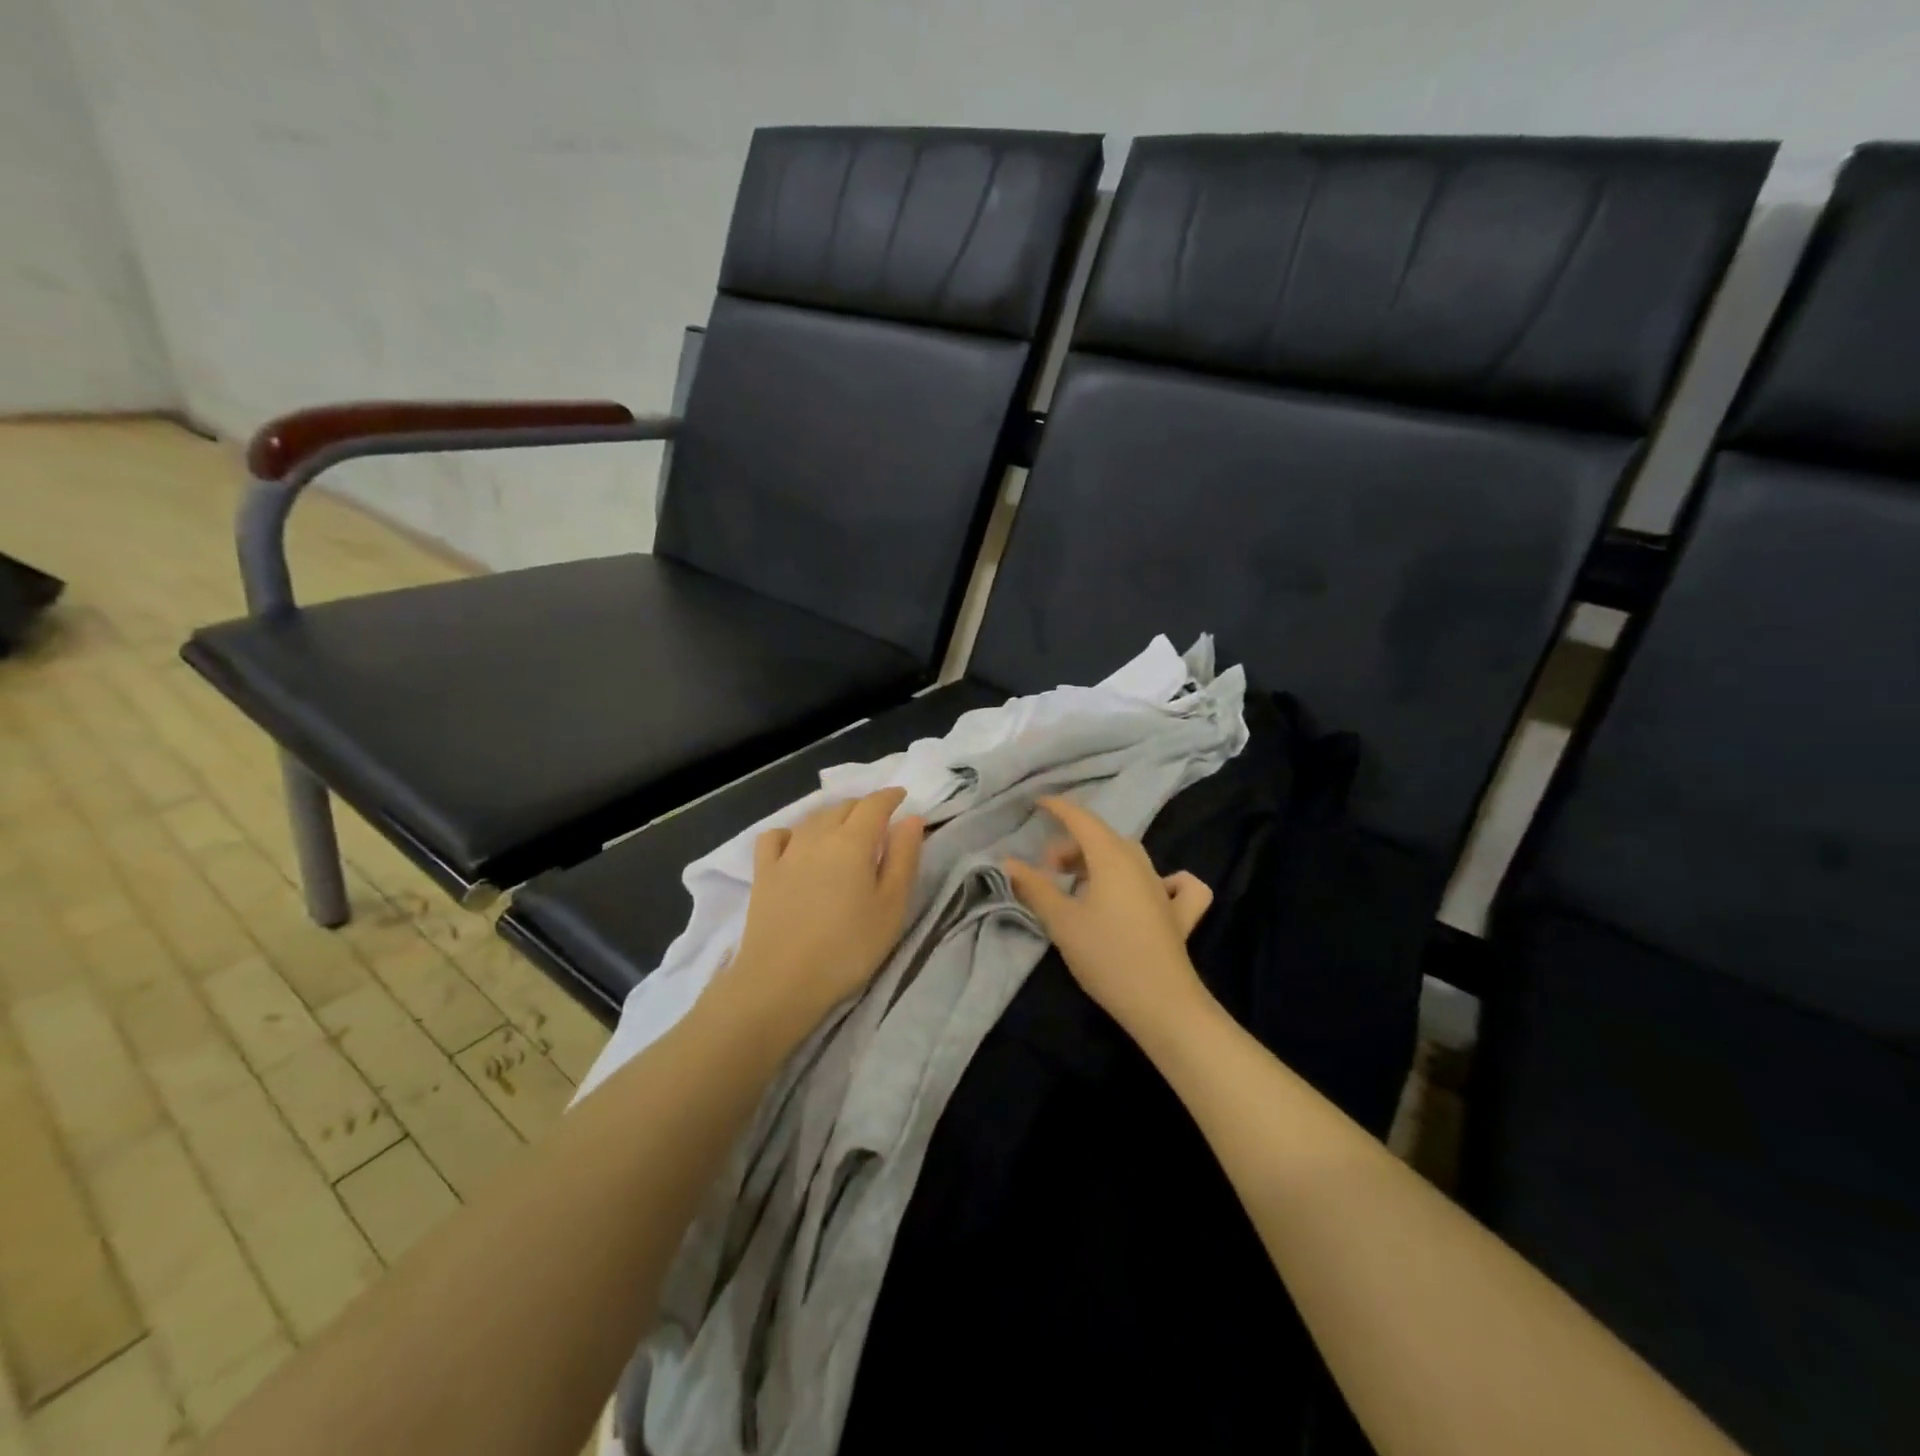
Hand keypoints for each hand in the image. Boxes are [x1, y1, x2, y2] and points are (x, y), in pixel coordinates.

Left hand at [714, 788, 923, 1043]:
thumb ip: (903, 858)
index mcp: (853, 841)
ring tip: (844, 829)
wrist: (781, 982)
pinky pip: (777, 836)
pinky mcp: (762, 872)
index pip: (874, 804)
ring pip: (812, 818)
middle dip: (864, 806)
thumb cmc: (848, 948)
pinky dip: (792, 832)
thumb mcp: (891, 907)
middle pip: (843, 806)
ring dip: (832, 815)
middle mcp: (817, 836)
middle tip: (879, 820)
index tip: (902, 797)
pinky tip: (797, 845)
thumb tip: (911, 819)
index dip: (890, 797)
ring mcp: (786, 853)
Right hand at [1004, 795, 1211, 1040]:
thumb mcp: (1061, 921)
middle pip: (1103, 839)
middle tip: (1048, 869)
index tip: (1037, 802)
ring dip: (1101, 860)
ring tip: (1079, 883)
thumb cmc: (1106, 955)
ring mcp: (1164, 888)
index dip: (1059, 808)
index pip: (1082, 819)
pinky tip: (1154, 891)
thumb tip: (1009, 862)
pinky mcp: (1180, 914)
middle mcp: (1140, 864)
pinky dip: (1161, 880)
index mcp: (1111, 858)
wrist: (1162, 1003)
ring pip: (1129, 857)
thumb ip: (1035, 887)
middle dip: (1073, 844)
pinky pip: (1174, 884)